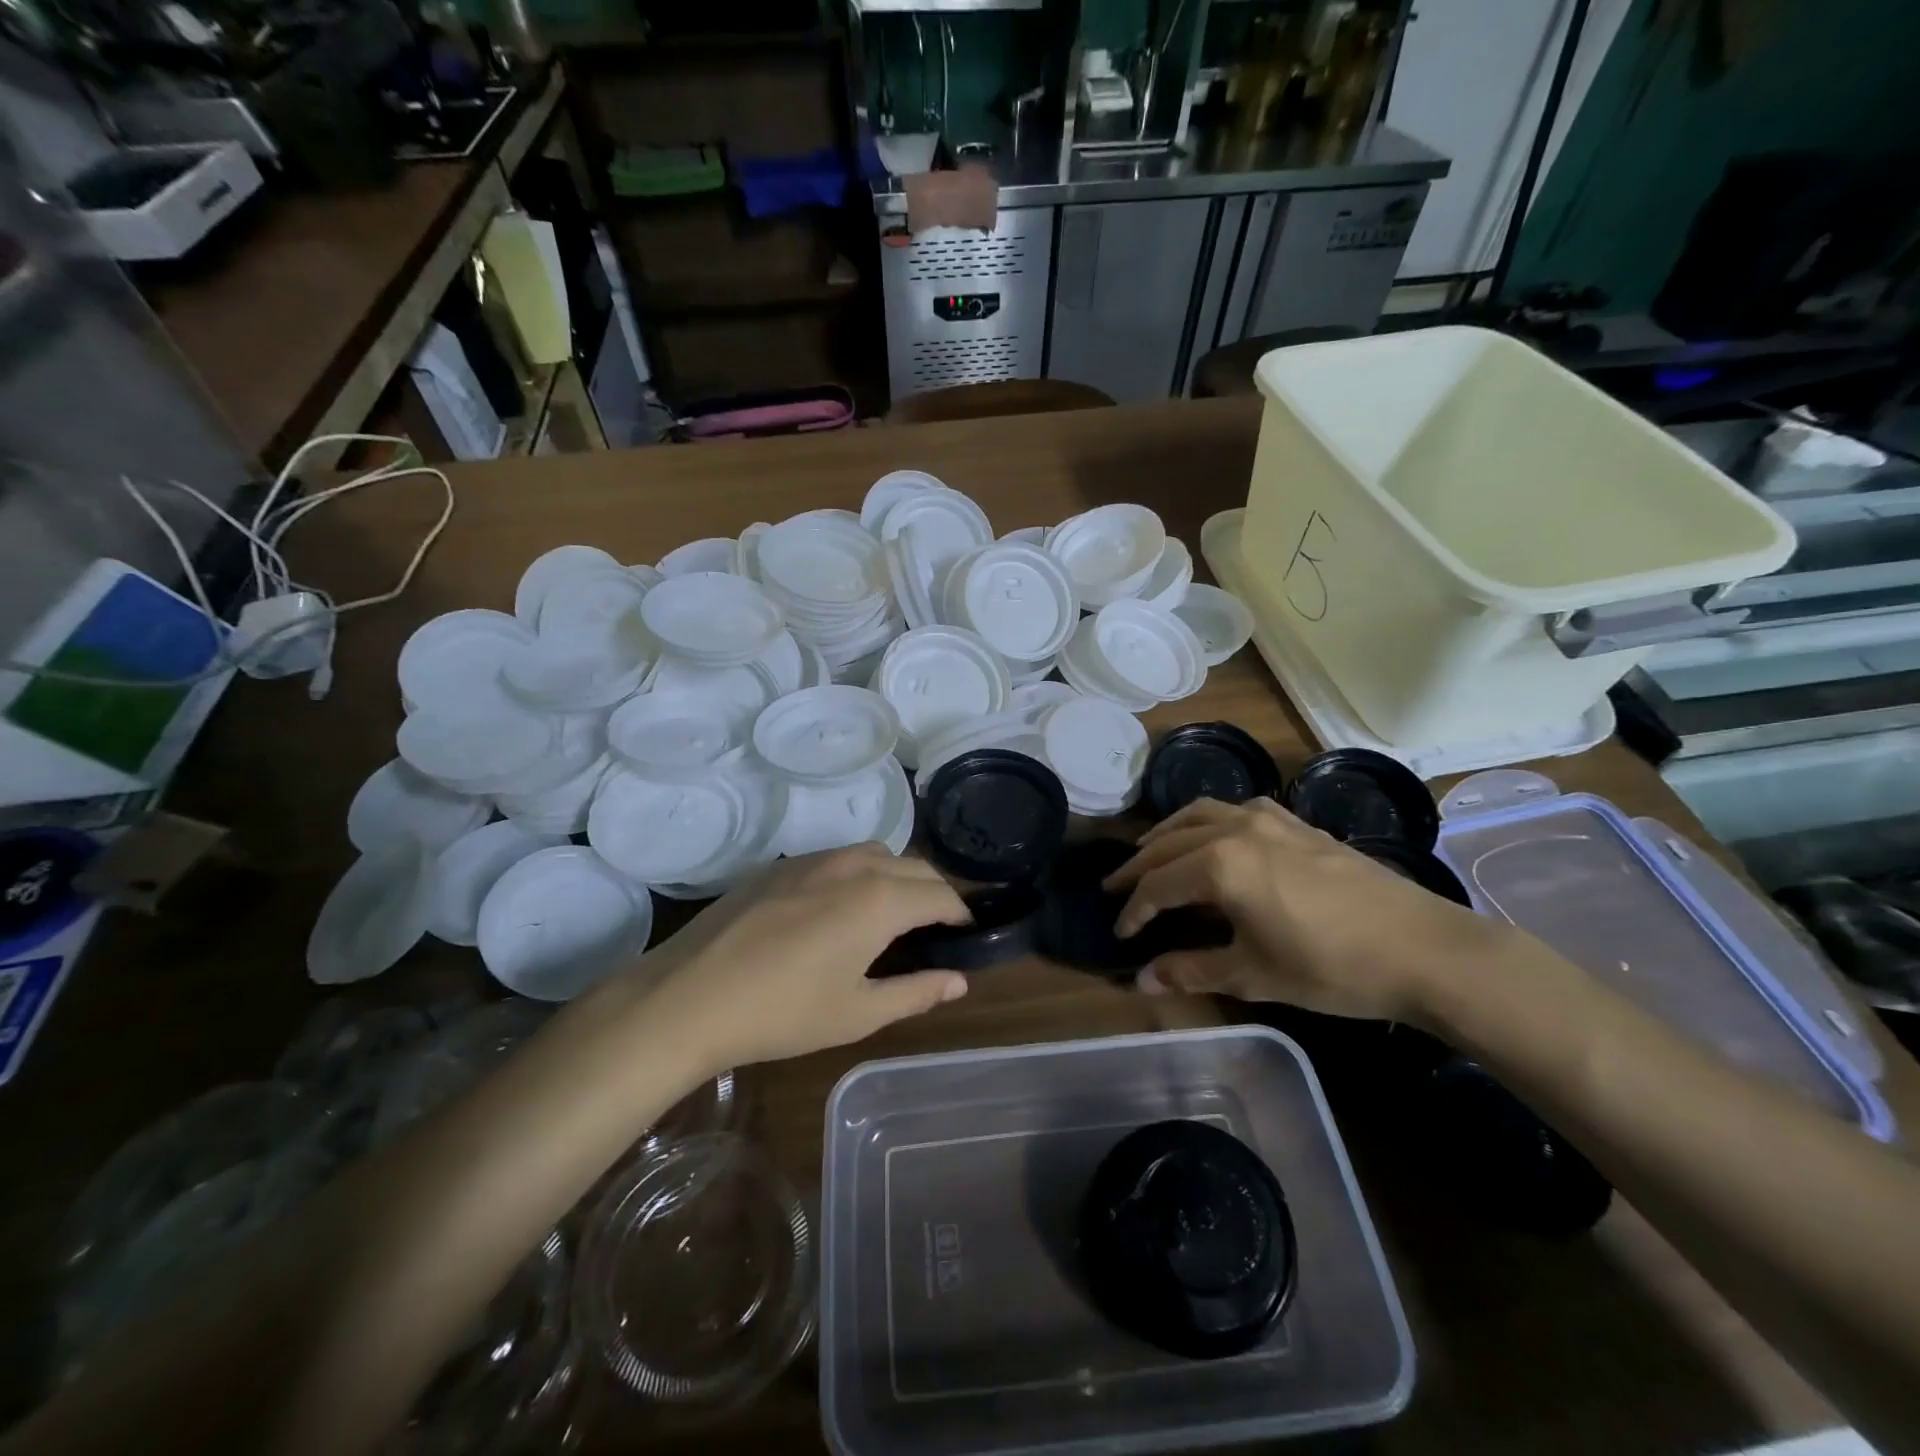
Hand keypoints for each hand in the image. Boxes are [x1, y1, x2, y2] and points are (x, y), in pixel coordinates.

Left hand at [632, 844, 972, 1069]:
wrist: (689, 996)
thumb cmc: (783, 1012)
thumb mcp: (858, 1012)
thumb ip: (916, 992)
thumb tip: (959, 981)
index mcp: (880, 899)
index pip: (941, 895)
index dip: (960, 915)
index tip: (965, 936)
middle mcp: (854, 865)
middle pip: (915, 867)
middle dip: (934, 893)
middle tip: (934, 930)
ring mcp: (814, 859)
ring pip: (877, 854)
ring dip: (898, 876)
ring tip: (891, 916)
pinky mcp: (782, 865)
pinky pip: (839, 858)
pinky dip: (860, 874)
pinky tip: (839, 910)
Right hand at [1103, 798, 1505, 1022]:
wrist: (1423, 948)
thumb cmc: (1330, 967)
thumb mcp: (1253, 975)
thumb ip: (1191, 970)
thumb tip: (1142, 980)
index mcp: (1219, 864)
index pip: (1158, 885)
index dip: (1134, 911)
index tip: (1120, 933)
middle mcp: (1236, 829)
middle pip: (1170, 843)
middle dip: (1139, 868)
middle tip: (1115, 888)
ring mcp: (1270, 820)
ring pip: (1200, 814)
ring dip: (1169, 834)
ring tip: (1152, 853)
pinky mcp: (1298, 822)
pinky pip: (1236, 809)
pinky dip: (1209, 820)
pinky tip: (1215, 838)